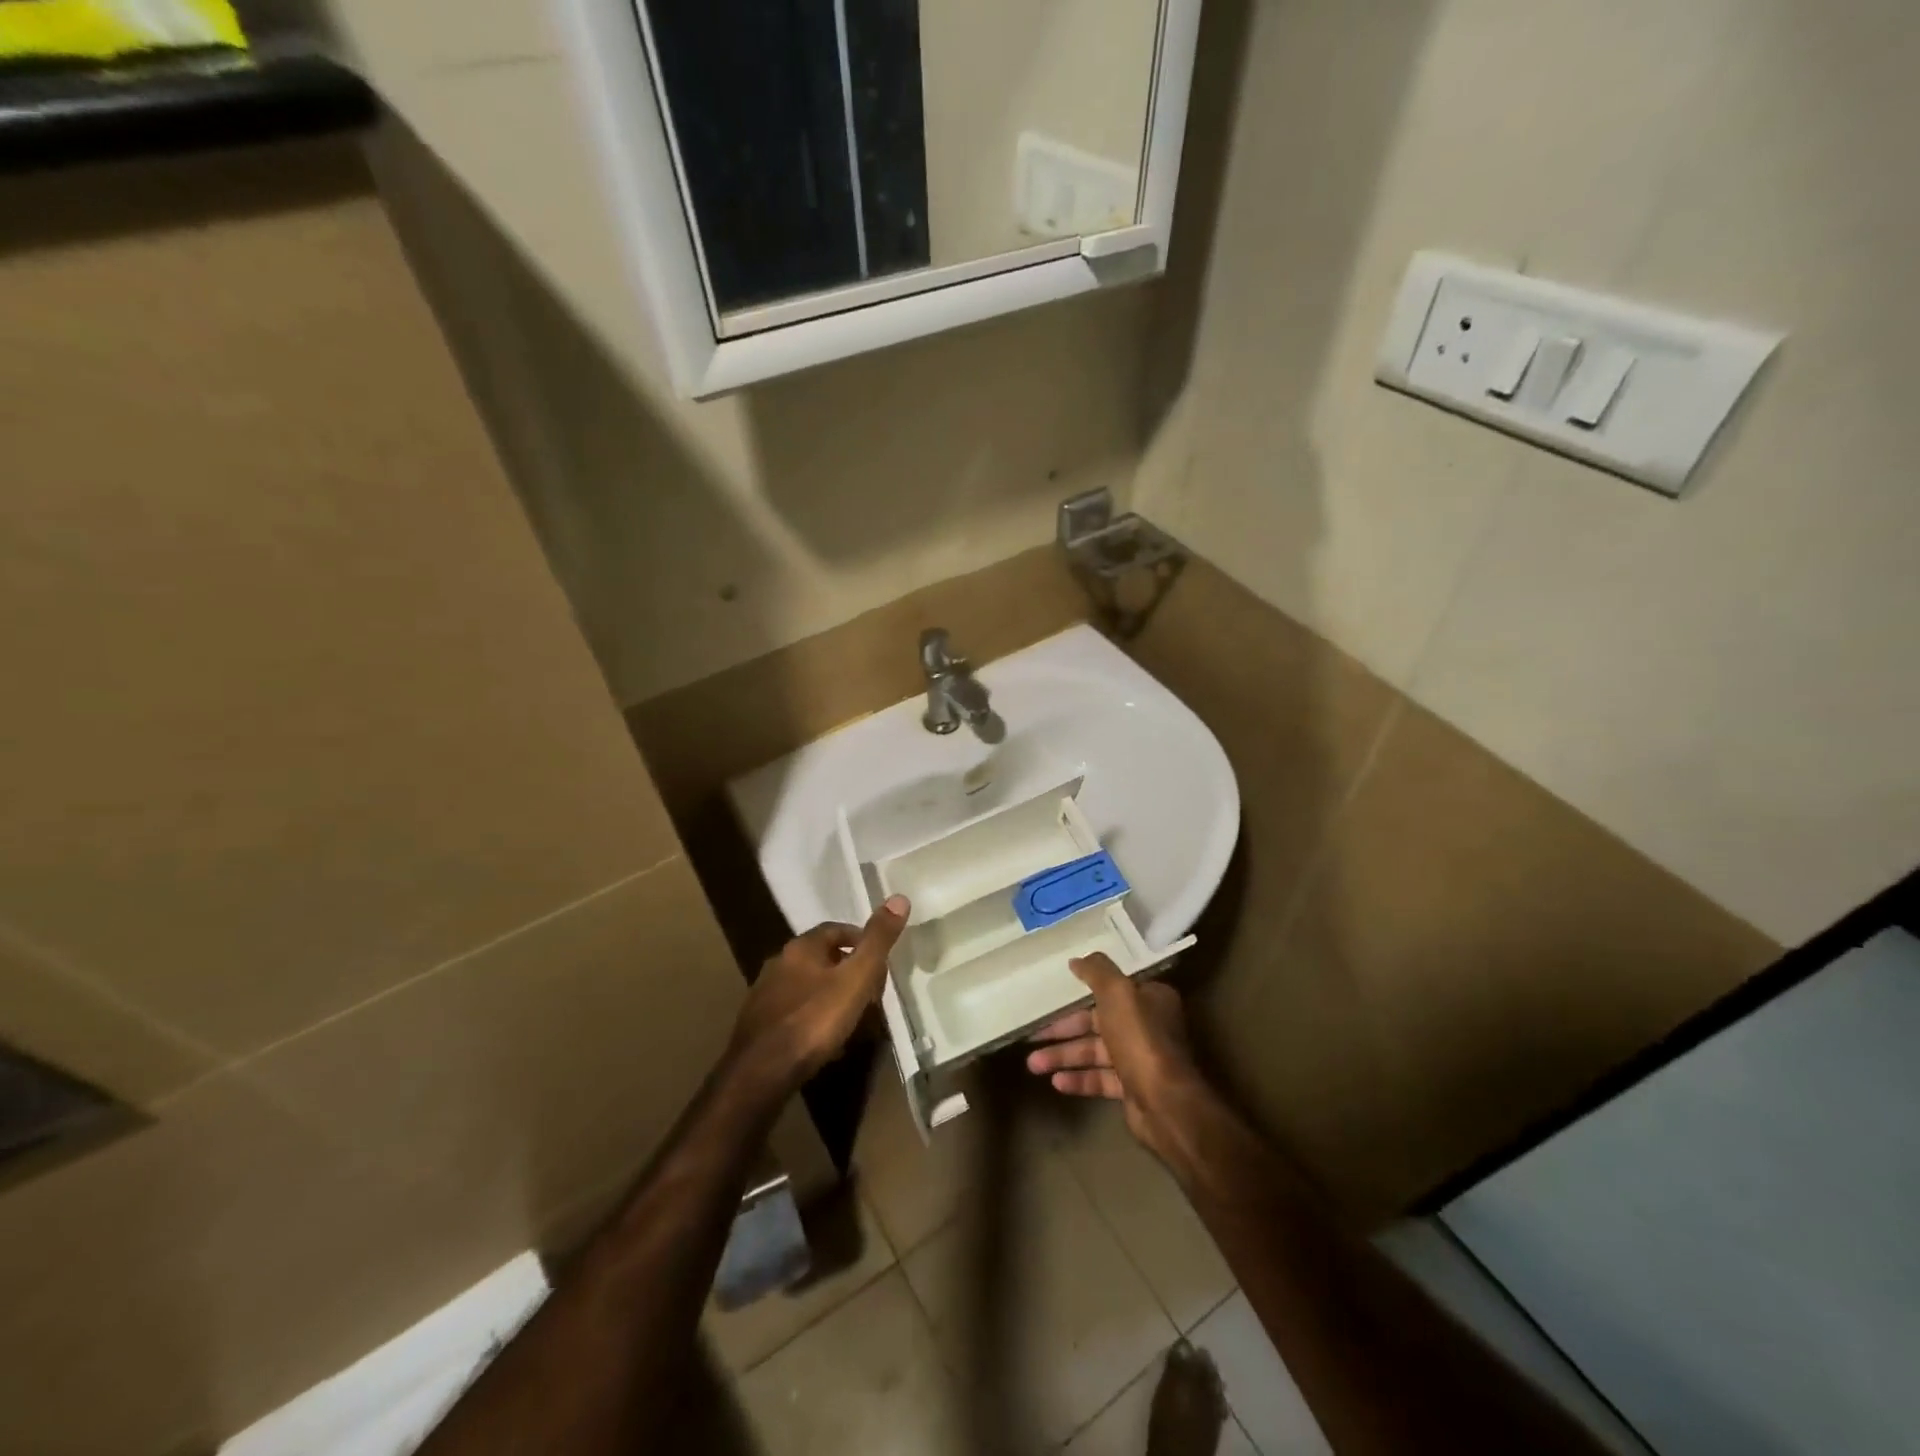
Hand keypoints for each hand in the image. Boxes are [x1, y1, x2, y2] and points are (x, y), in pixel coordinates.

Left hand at [731, 896, 908, 1091]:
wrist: (761, 1073)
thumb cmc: (814, 1020)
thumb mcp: (856, 978)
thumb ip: (877, 941)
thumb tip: (899, 897)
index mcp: (801, 947)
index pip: (836, 930)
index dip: (861, 940)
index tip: (881, 960)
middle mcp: (778, 964)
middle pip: (822, 959)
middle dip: (849, 971)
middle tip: (873, 992)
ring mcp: (765, 996)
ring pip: (808, 988)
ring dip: (832, 997)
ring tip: (855, 1019)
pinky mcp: (759, 1027)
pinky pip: (796, 1014)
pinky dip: (815, 1020)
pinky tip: (827, 1042)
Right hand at [1025, 952, 1202, 1161]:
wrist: (1165, 1103)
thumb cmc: (1140, 1039)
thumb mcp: (1117, 993)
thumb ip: (1097, 971)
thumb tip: (1077, 960)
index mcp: (1149, 999)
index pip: (1111, 990)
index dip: (1080, 992)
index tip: (1054, 995)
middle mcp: (1147, 1026)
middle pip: (1097, 1022)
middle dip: (1064, 1030)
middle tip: (1033, 1036)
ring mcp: (1139, 1059)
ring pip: (1095, 1052)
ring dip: (1064, 1056)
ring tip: (1033, 1064)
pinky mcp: (1133, 1088)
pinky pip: (1101, 1079)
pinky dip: (1079, 1079)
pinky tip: (1056, 1082)